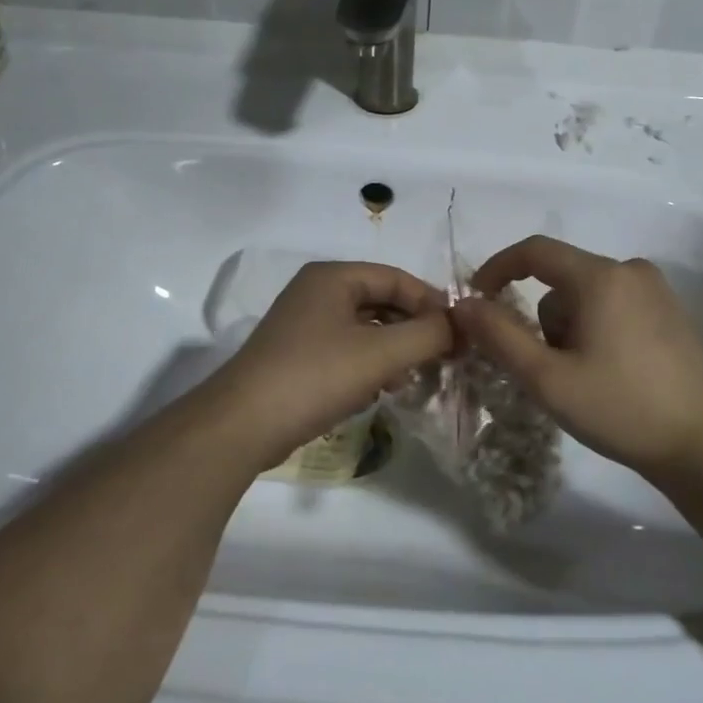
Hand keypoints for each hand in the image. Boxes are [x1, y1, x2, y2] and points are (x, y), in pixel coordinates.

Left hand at [209, 261, 452, 461]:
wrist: (243, 425)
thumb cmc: (315, 376)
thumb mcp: (381, 354)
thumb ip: (428, 335)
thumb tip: (458, 326)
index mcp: (333, 277)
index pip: (396, 278)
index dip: (432, 303)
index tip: (460, 334)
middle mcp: (316, 292)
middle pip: (381, 301)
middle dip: (412, 329)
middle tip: (441, 358)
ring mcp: (303, 324)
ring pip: (365, 328)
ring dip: (393, 350)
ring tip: (410, 379)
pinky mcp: (297, 356)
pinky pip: (346, 350)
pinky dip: (368, 365)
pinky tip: (378, 391)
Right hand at [450, 235, 702, 478]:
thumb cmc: (621, 408)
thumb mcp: (547, 378)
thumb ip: (499, 336)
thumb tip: (463, 304)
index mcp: (601, 277)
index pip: (534, 251)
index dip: (497, 269)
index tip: (476, 301)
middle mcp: (630, 271)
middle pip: (560, 279)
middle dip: (541, 320)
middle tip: (547, 370)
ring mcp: (655, 291)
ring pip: (584, 296)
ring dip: (568, 330)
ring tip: (583, 379)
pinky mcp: (669, 313)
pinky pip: (611, 306)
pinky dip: (593, 331)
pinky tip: (608, 374)